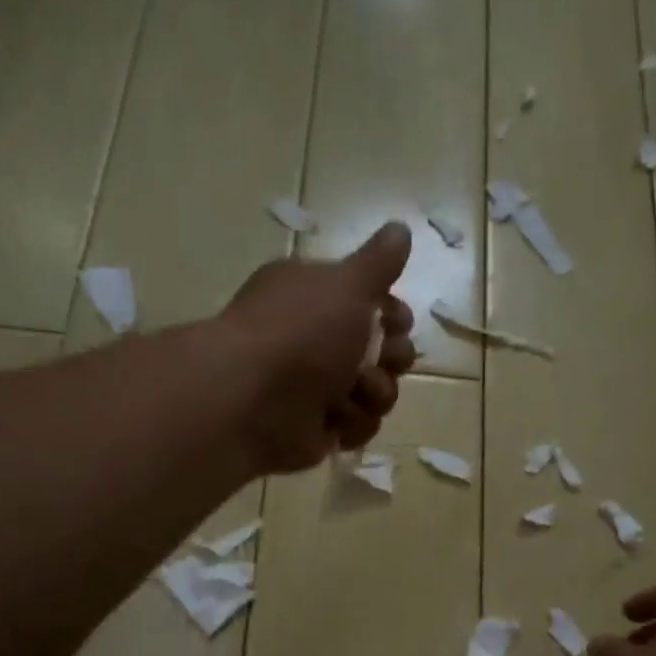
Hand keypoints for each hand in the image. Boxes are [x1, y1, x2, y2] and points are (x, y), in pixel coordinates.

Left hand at [220, 221, 416, 473]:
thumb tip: (401, 228)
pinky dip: (352, 423)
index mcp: (316, 297)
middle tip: (379, 359)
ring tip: (352, 392)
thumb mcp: (347, 284)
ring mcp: (318, 387)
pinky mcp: (320, 427)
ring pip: (377, 392)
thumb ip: (379, 261)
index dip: (394, 315)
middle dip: (392, 358)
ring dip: (374, 392)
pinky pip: (359, 426)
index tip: (394, 320)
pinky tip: (334, 418)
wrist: (254, 399)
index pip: (374, 304)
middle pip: (384, 351)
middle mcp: (316, 339)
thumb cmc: (301, 332)